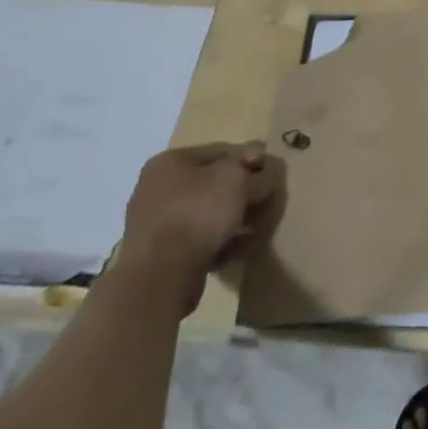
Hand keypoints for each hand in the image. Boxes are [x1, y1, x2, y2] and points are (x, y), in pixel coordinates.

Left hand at [116, 142, 285, 315]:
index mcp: (169, 162)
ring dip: (233, 218)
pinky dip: (221, 242)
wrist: (160, 277)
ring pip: (206, 214)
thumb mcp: (238, 180)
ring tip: (259, 225)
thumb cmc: (198, 212)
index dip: (249, 158)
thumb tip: (267, 172)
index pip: (219, 151)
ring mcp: (155, 226)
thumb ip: (257, 173)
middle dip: (241, 191)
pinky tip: (243, 248)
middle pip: (211, 184)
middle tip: (267, 198)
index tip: (272, 170)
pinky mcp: (160, 258)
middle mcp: (156, 190)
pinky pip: (198, 241)